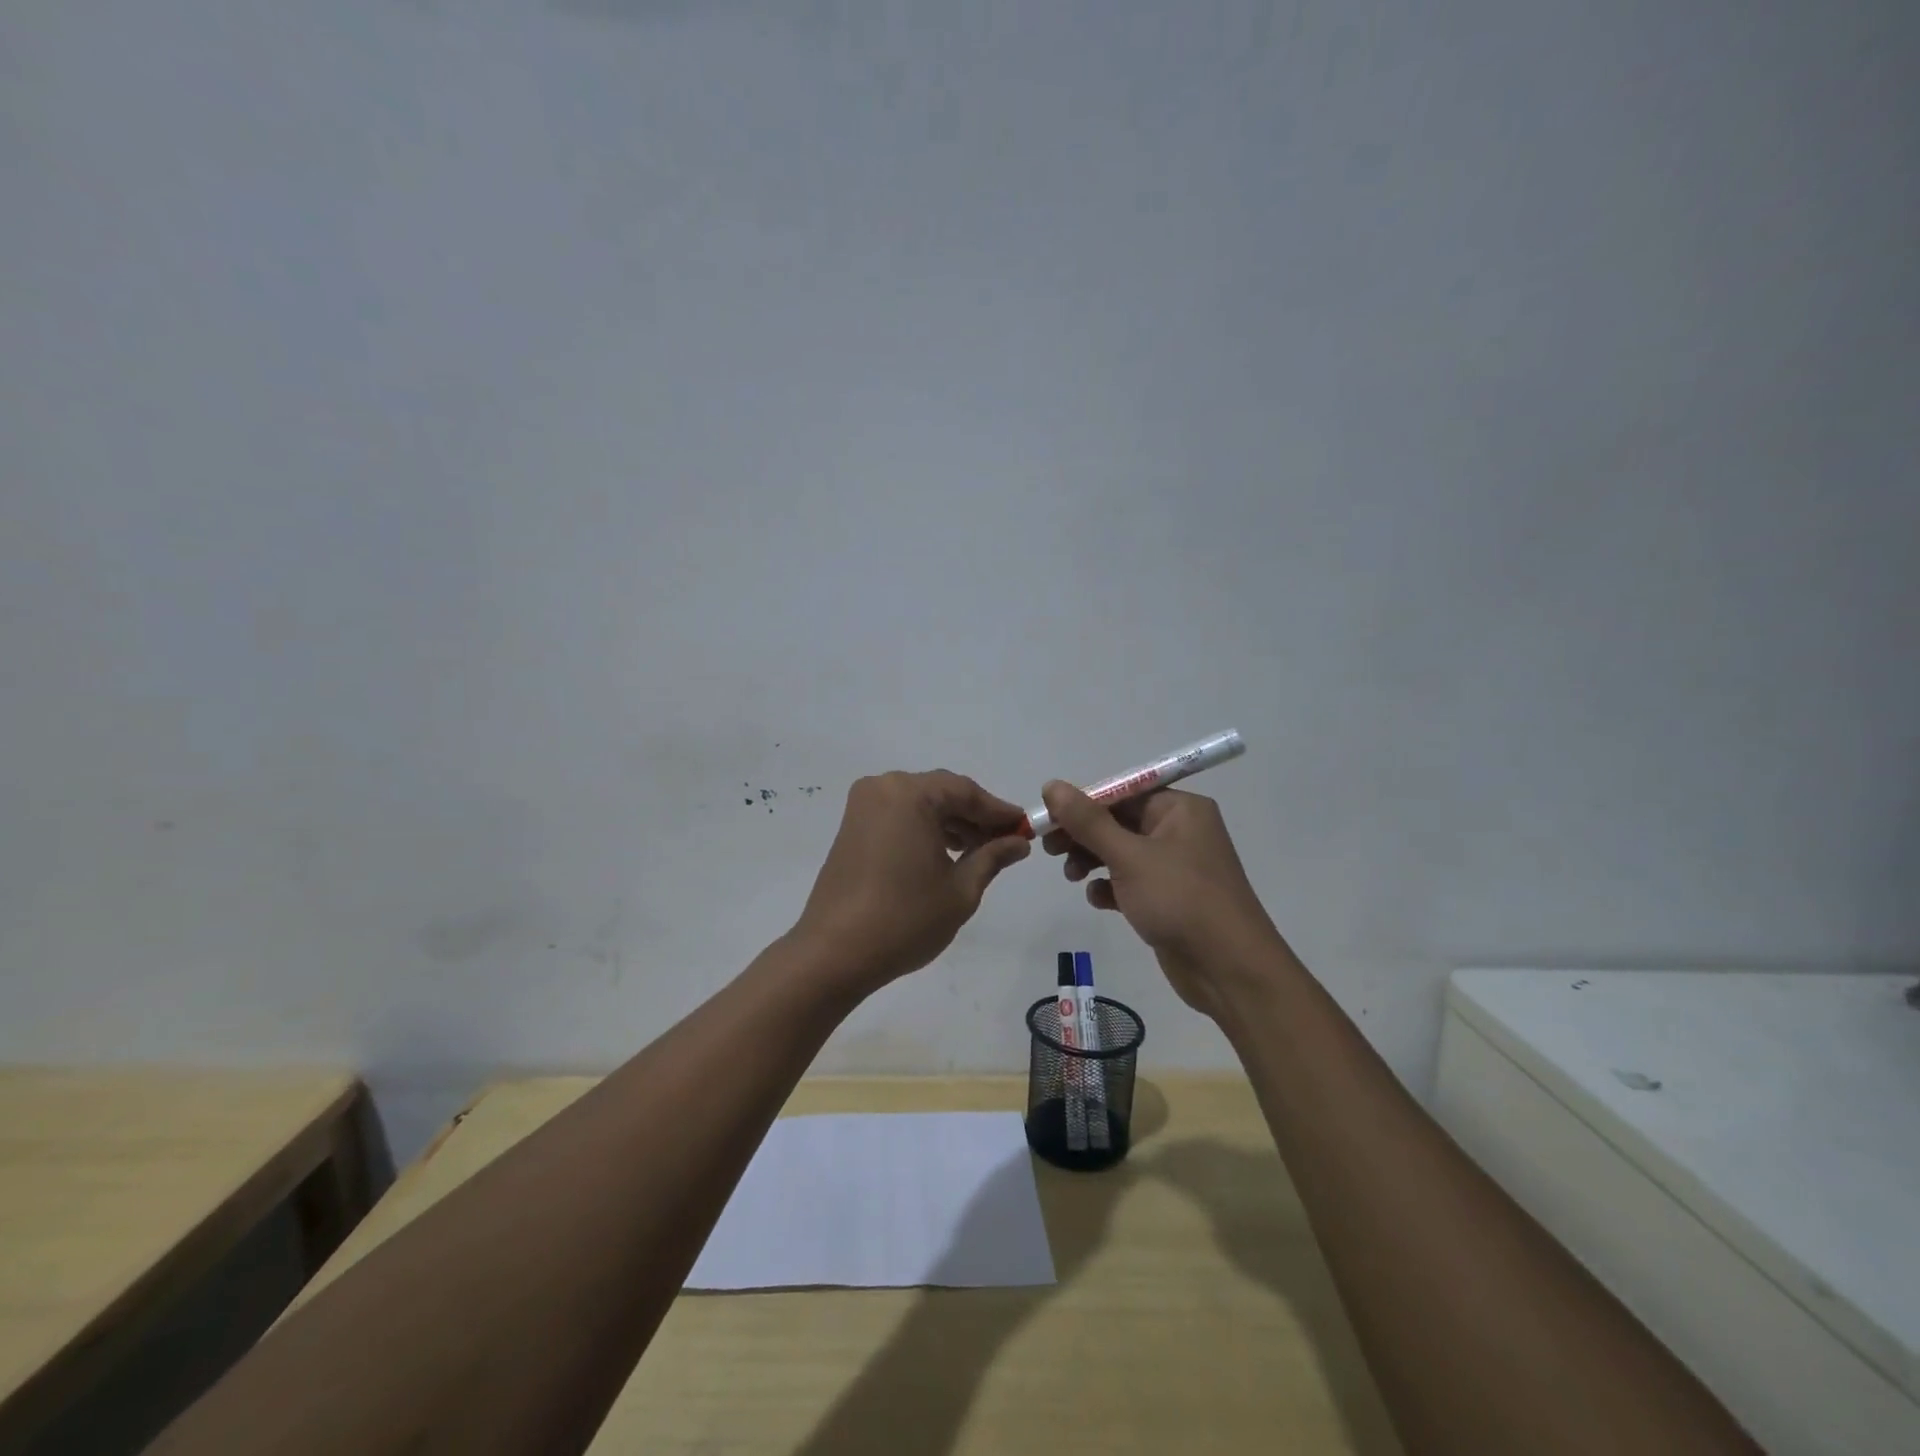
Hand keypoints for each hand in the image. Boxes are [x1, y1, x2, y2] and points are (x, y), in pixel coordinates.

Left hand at [794, 770, 1030, 993]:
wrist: (834, 953)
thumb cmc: (905, 919)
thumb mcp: (960, 890)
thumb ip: (992, 857)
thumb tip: (1018, 842)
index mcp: (909, 794)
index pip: (966, 791)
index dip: (999, 810)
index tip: (1025, 828)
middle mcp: (883, 788)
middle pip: (941, 793)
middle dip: (974, 817)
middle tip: (1006, 842)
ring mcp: (863, 807)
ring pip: (919, 804)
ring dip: (950, 823)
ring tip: (979, 852)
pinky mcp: (852, 828)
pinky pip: (899, 816)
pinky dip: (924, 829)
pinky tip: (946, 855)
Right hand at [1039, 782, 1279, 1016]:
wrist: (1229, 970)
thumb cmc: (1181, 900)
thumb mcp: (1129, 856)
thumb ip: (1088, 821)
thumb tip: (1052, 786)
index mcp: (1180, 810)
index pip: (1121, 793)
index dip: (1081, 804)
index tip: (1047, 819)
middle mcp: (1180, 831)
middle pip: (1118, 822)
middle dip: (1083, 835)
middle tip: (1049, 849)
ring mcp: (1175, 867)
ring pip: (1121, 853)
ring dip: (1092, 861)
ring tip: (1072, 877)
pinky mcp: (1169, 899)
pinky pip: (1131, 882)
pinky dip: (1111, 887)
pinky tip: (1099, 900)